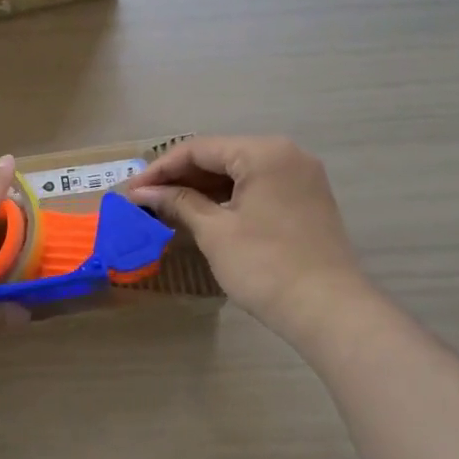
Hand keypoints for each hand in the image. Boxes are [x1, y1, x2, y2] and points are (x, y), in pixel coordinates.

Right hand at [124, 136, 369, 347]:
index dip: (160, 169)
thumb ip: (180, 203)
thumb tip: (144, 193)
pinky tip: (203, 214)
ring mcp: (301, 177)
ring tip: (167, 207)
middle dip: (180, 178)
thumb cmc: (265, 266)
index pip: (199, 149)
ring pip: (240, 173)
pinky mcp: (306, 200)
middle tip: (145, 200)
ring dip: (203, 188)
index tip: (131, 191)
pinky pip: (258, 188)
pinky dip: (228, 198)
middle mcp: (287, 154)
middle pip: (221, 156)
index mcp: (264, 152)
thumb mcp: (215, 232)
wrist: (328, 309)